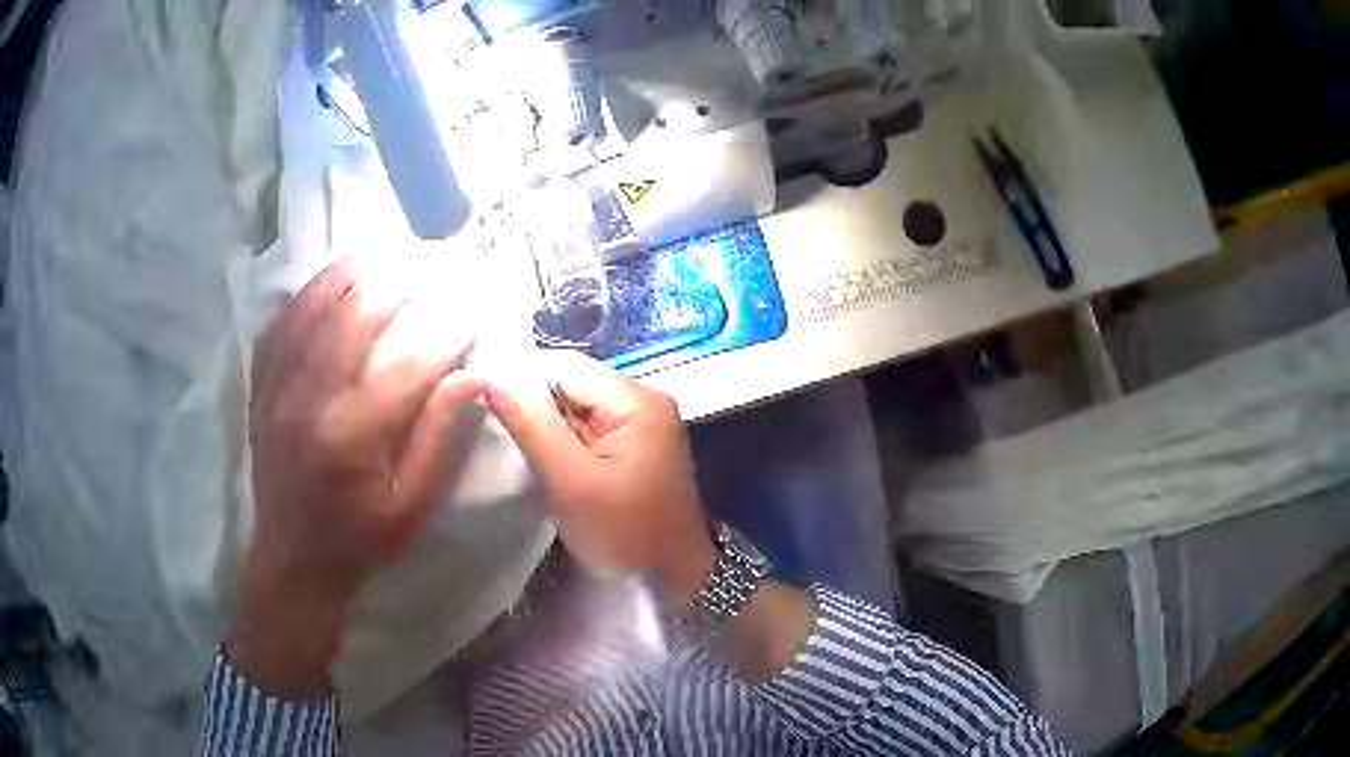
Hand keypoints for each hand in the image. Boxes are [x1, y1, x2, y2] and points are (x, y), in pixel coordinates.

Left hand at [231, 258, 481, 697]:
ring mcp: (279, 384)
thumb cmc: (361, 540)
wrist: (292, 559)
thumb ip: (440, 438)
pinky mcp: (263, 383)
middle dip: (407, 278)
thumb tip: (474, 374)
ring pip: (318, 303)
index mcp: (352, 435)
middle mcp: (310, 397)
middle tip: (442, 258)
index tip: (480, 299)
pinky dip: (314, 288)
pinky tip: (338, 273)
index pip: (410, 360)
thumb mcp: (413, 507)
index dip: (450, 324)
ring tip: (396, 248)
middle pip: (360, 313)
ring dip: (360, 268)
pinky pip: (285, 319)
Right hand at [486, 352, 714, 607]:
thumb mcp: (571, 481)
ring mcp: (642, 426)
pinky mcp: (634, 449)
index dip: (523, 381)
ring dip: (547, 429)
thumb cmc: (625, 534)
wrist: (673, 581)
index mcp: (637, 401)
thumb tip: (490, 376)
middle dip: (535, 408)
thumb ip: (531, 426)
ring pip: (577, 409)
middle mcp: (644, 402)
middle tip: (500, 436)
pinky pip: (588, 431)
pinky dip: (564, 445)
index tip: (485, 404)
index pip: (566, 366)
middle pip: (573, 385)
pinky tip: (547, 464)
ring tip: (519, 452)